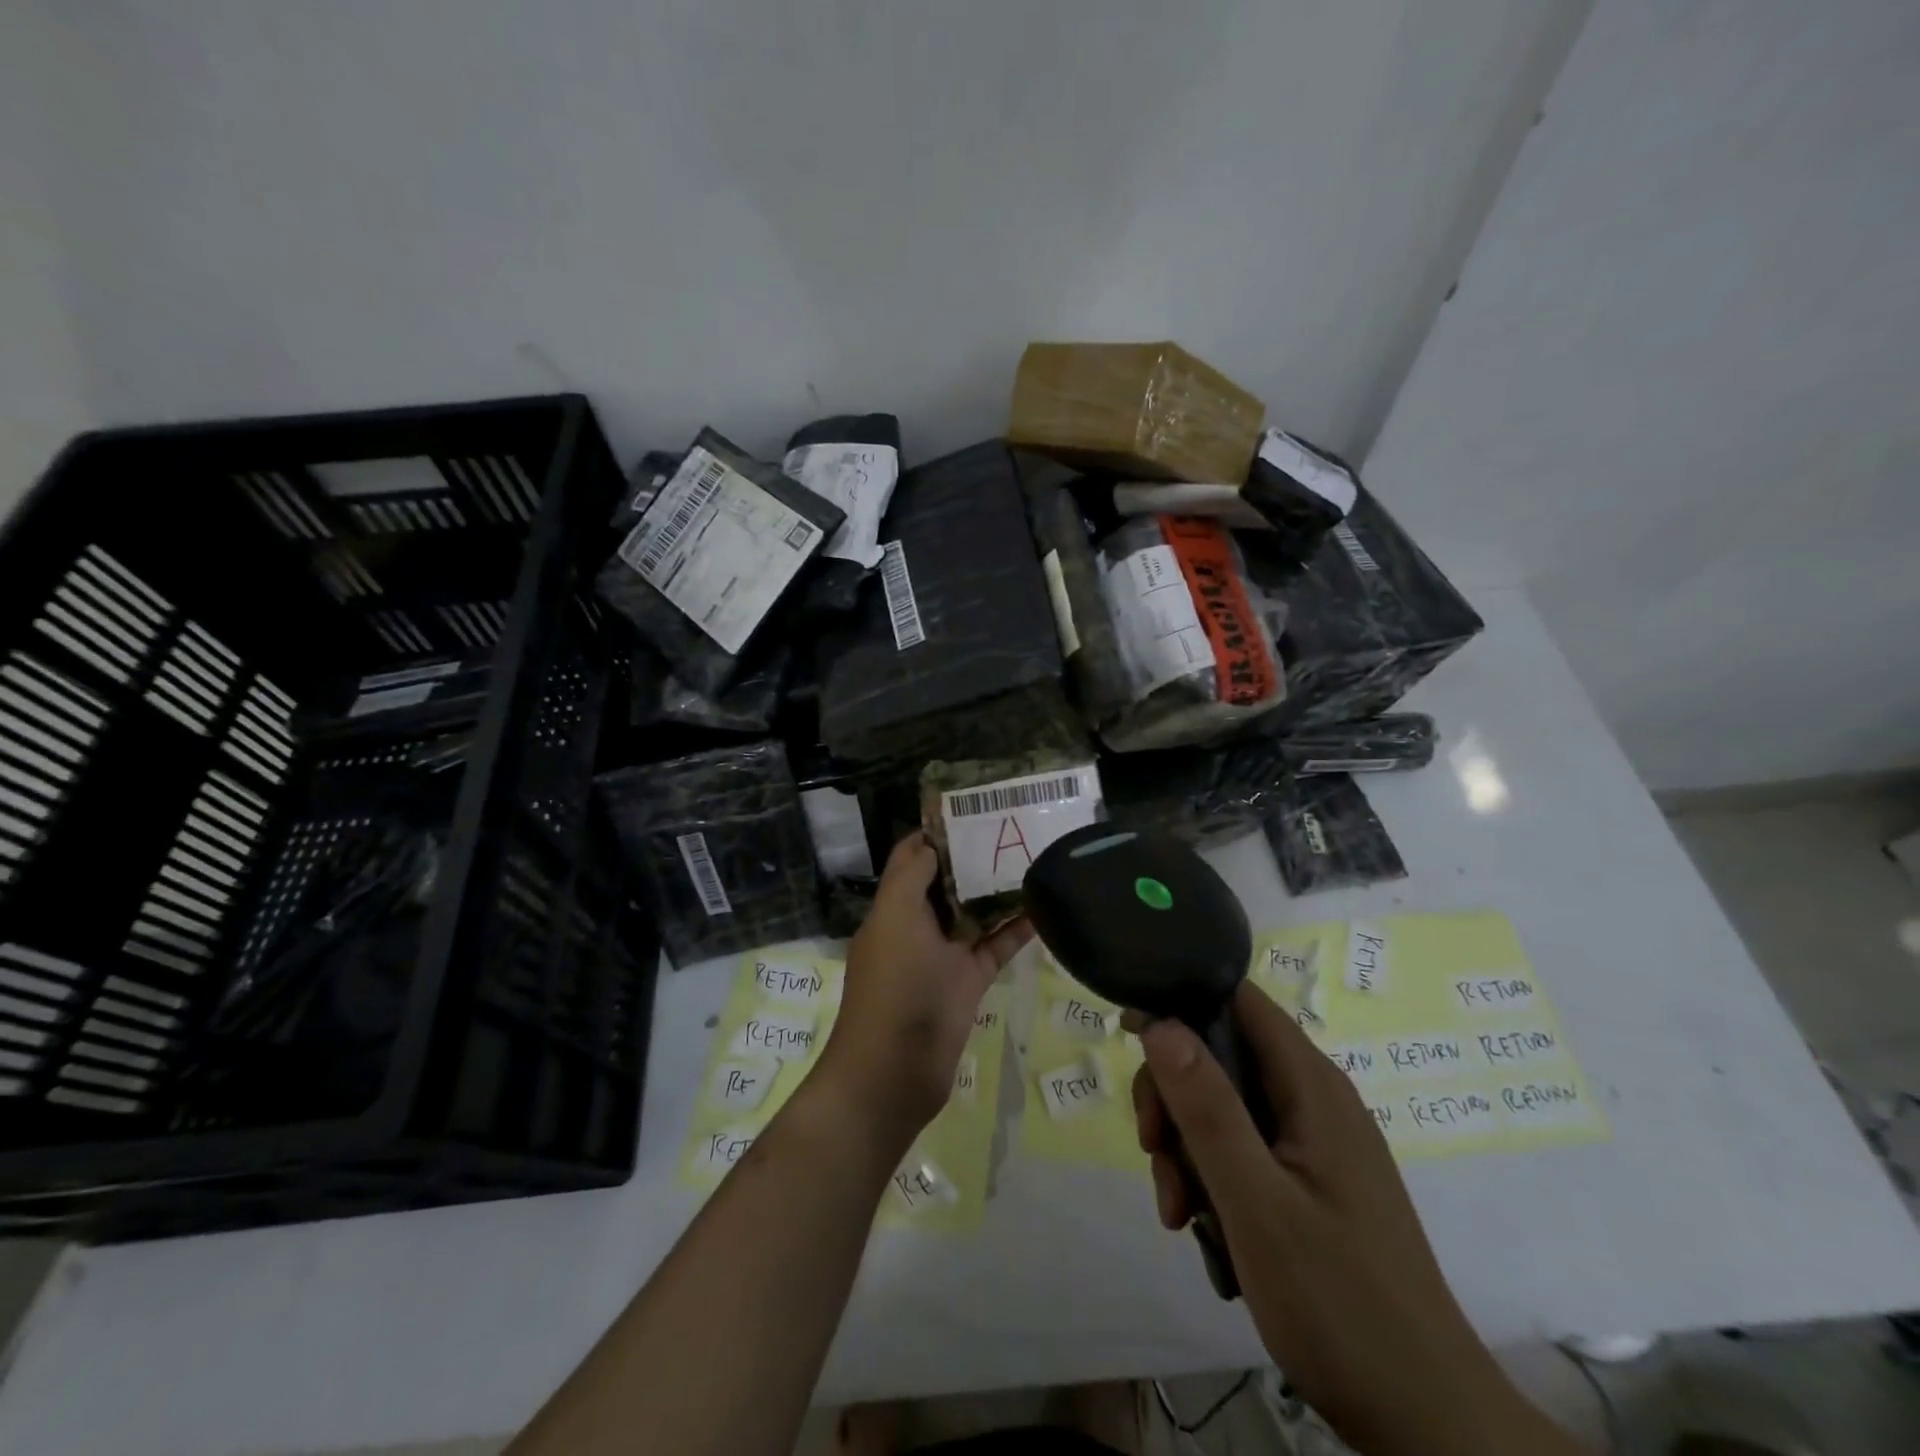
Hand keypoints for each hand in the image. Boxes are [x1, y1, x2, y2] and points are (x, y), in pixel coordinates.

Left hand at [819, 833, 1030, 1153]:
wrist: (894, 1070)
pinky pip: (995, 947)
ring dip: (999, 891)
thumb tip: (930, 841)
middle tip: (1016, 829)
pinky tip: (1045, 909)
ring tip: (1036, 859)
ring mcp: (943, 955)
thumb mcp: (895, 919)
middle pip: (947, 881)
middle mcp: (917, 925)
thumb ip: (911, 876)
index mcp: (894, 906)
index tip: (974, 809)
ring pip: (974, 913)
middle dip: (975, 857)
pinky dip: (1016, 930)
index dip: (937, 832)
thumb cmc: (892, 986)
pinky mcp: (967, 981)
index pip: (913, 856)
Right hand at [1131, 982, 1587, 1455]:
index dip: (1181, 1003)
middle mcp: (1313, 1099)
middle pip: (1220, 1055)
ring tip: (1178, 1211)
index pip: (1237, 999)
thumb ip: (1207, 1108)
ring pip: (1224, 1107)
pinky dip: (1211, 1176)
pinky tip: (1201, 1226)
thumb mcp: (1256, 1202)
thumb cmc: (1339, 1303)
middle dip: (1175, 1096)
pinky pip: (1242, 1150)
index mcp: (1310, 1085)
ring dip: (1186, 1146)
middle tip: (1153, 1150)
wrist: (1428, 1424)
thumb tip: (1160, 1021)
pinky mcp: (1309, 1182)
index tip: (1131, 1035)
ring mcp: (1313, 1143)